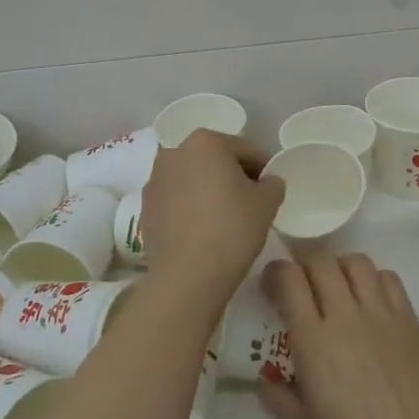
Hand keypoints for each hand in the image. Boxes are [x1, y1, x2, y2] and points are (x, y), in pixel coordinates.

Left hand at [139, 129, 284, 303]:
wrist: (187, 276)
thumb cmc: (232, 229)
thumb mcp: (268, 202)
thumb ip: (273, 183)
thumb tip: (267, 182)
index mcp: (205, 141)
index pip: (245, 150)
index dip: (264, 168)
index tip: (272, 188)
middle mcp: (174, 152)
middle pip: (215, 160)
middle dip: (233, 176)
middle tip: (251, 202)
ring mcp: (155, 180)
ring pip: (193, 179)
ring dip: (209, 190)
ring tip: (225, 218)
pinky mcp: (145, 207)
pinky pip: (176, 200)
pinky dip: (190, 208)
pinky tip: (202, 231)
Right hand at [260, 253, 418, 418]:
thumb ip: (279, 399)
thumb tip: (264, 381)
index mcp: (313, 341)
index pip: (289, 279)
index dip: (275, 271)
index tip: (270, 284)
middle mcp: (345, 316)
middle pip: (320, 260)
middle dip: (303, 262)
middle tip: (300, 281)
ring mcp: (381, 314)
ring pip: (355, 261)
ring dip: (338, 266)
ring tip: (335, 286)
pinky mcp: (409, 320)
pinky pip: (388, 278)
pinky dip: (373, 279)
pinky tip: (369, 300)